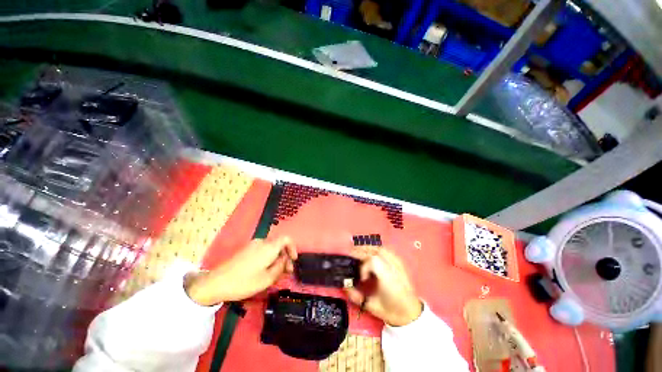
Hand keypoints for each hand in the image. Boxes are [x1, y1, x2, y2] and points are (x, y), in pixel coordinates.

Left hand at [185, 237, 296, 305]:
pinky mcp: (246, 250)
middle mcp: (262, 242)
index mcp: (269, 247)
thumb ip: (280, 267)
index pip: (286, 239)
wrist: (216, 283)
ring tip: (275, 274)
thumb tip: (285, 260)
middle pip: (279, 245)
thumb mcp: (267, 278)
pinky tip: (264, 271)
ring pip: (271, 248)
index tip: (293, 260)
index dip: (292, 248)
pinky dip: (268, 258)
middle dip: (285, 257)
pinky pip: (262, 250)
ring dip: (276, 259)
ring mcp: (252, 245)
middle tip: (286, 272)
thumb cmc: (244, 282)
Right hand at [345, 246, 421, 326]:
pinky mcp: (399, 263)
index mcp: (388, 279)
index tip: (362, 279)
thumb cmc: (391, 311)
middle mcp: (393, 268)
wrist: (411, 313)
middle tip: (351, 255)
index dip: (364, 267)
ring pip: (381, 248)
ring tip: (359, 252)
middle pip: (375, 251)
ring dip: (368, 248)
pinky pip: (386, 250)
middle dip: (361, 251)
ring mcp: (398, 264)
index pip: (373, 261)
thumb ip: (356, 296)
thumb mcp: (372, 307)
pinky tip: (371, 252)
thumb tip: (343, 285)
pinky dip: (376, 249)